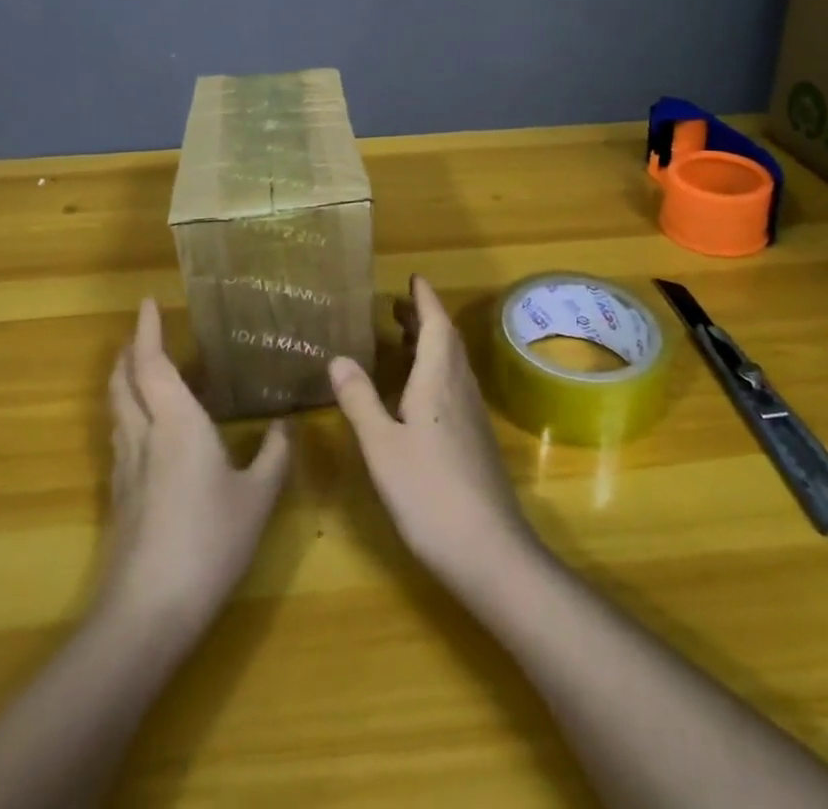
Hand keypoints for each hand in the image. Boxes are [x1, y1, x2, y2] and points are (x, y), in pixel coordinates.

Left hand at [101, 299, 290, 632]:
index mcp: (176, 424)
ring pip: (117, 411)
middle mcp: (144, 436)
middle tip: (142, 334)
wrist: (147, 613)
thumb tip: (282, 426)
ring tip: (143, 373)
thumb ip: (272, 456)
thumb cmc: (208, 542)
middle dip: (129, 353)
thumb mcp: (257, 498)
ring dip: (124, 383)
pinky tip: (148, 432)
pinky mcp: (120, 498)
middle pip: (123, 383)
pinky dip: (129, 415)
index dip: (147, 331)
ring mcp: (125, 469)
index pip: (152, 364)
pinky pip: (121, 438)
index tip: (147, 303)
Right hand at [329, 276, 536, 590]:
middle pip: (446, 340)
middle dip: (424, 318)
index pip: (436, 324)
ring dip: (431, 343)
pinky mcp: (475, 438)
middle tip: (398, 307)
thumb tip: (338, 357)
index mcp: (438, 379)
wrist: (489, 550)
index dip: (424, 299)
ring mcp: (472, 414)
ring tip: (403, 340)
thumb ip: (360, 400)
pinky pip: (454, 385)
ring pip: (452, 363)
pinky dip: (435, 370)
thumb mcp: (381, 447)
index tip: (413, 278)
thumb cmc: (429, 492)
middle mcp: (460, 388)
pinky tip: (418, 392)